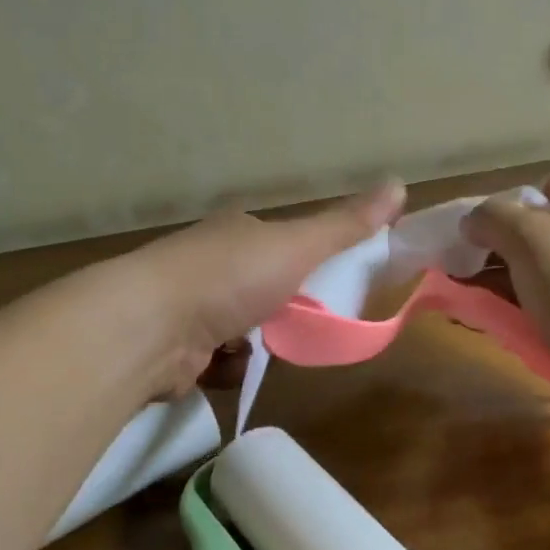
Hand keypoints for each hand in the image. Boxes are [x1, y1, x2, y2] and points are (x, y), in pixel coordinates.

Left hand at [132, 180, 406, 396]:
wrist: (149, 328)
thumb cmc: (229, 278)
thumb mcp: (297, 247)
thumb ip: (346, 225)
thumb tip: (400, 183)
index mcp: (237, 232)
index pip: (283, 243)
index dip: (309, 263)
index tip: (331, 286)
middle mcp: (210, 263)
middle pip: (264, 289)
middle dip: (282, 311)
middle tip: (301, 325)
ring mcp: (188, 305)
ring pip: (243, 329)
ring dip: (255, 344)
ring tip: (256, 348)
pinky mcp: (176, 347)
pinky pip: (218, 360)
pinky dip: (228, 366)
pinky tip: (225, 366)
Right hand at [461, 172, 549, 372]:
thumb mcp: (529, 237)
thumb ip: (492, 219)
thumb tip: (472, 221)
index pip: (548, 185)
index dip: (511, 203)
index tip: (481, 233)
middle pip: (542, 233)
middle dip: (500, 251)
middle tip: (465, 273)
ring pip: (545, 276)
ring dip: (508, 288)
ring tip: (474, 306)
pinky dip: (529, 317)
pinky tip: (506, 330)